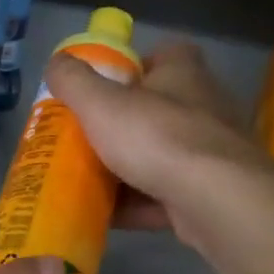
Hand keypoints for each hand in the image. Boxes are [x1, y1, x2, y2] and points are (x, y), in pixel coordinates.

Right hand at [44, 41, 266, 241]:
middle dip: (122, 126)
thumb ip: (74, 81)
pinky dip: (138, 206)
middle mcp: (204, 106)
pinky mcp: (211, 194)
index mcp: (183, 73)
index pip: (162, 55)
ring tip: (87, 182)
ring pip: (161, 157)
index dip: (131, 67)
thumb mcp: (101, 103)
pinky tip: (106, 217)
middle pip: (157, 110)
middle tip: (85, 140)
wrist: (217, 201)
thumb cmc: (158, 138)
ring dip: (127, 170)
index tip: (101, 88)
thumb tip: (56, 63)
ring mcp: (211, 153)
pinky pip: (165, 196)